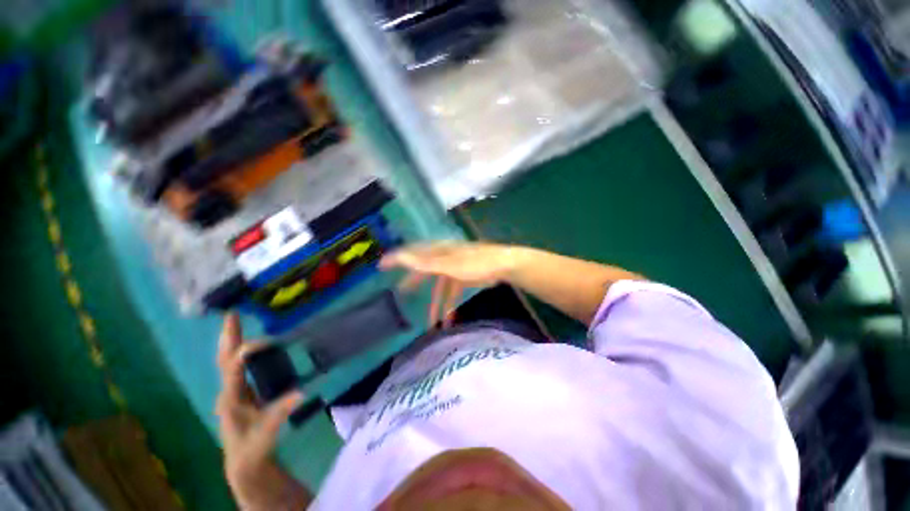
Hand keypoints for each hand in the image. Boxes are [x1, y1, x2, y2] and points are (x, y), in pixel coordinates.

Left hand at [215, 314, 306, 508]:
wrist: (244, 462)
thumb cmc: (252, 449)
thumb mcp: (266, 435)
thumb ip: (279, 414)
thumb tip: (300, 391)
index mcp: (231, 399)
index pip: (233, 370)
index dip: (243, 352)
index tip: (261, 338)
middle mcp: (229, 391)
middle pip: (224, 359)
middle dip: (228, 337)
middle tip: (231, 315)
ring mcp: (235, 390)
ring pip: (230, 361)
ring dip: (233, 340)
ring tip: (237, 322)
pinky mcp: (243, 392)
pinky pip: (240, 367)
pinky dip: (243, 351)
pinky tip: (253, 346)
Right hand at [379, 242, 522, 326]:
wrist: (503, 266)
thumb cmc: (476, 263)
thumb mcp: (448, 265)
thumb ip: (425, 263)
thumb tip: (401, 257)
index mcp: (438, 251)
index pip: (412, 253)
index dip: (396, 258)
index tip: (381, 266)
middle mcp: (444, 258)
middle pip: (424, 271)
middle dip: (414, 283)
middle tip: (401, 292)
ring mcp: (455, 268)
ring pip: (439, 288)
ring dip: (436, 306)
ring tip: (431, 323)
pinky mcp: (464, 277)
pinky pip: (452, 293)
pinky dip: (450, 306)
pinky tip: (449, 320)